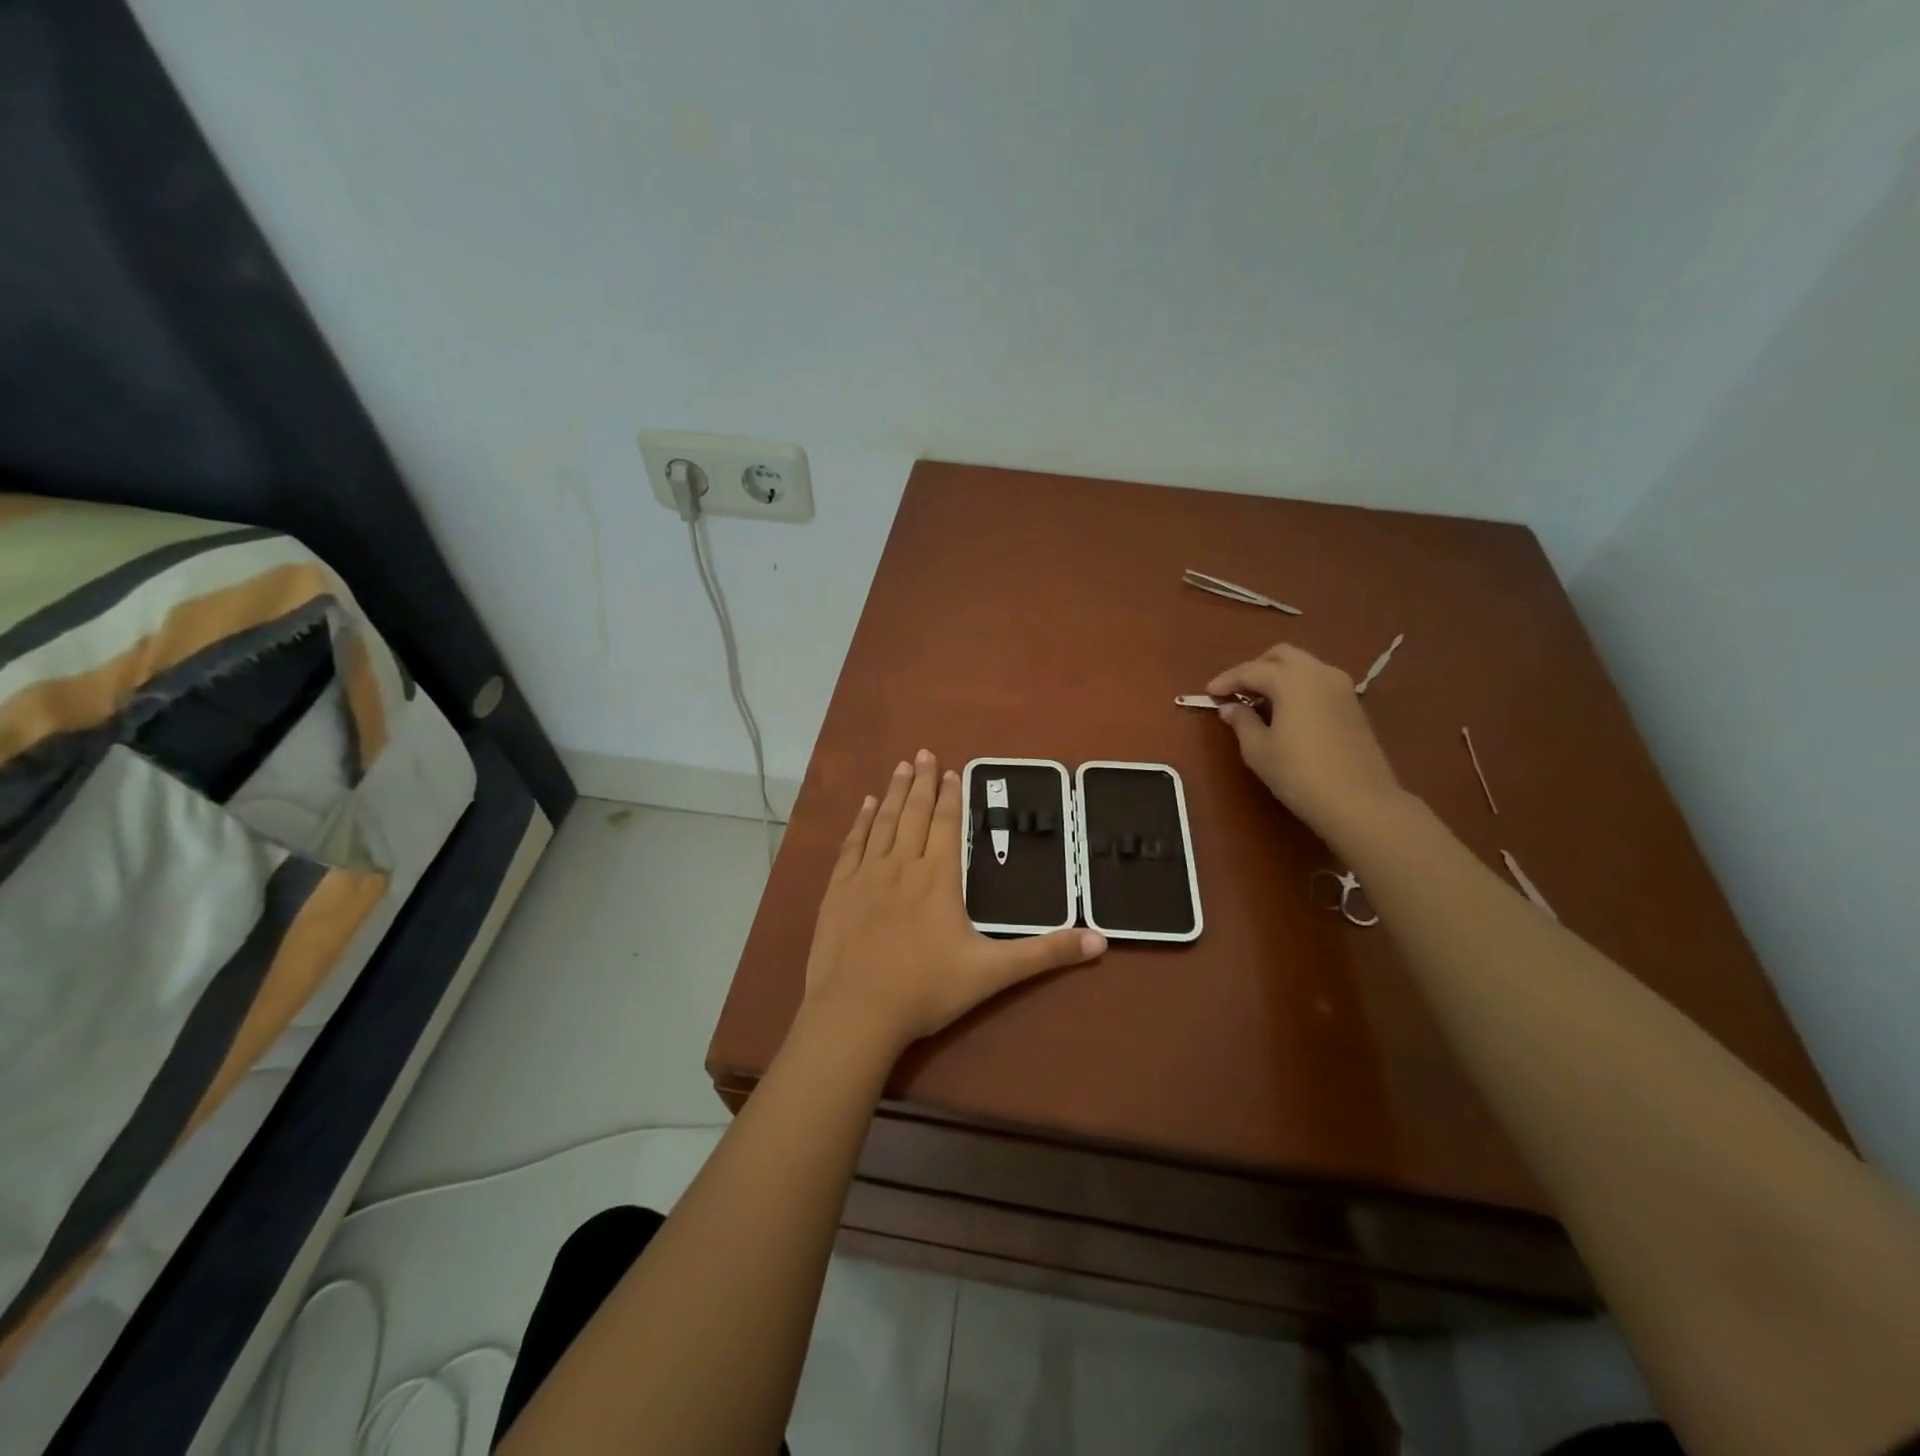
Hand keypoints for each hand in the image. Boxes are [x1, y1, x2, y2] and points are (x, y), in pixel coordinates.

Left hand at [803, 750, 1106, 1055]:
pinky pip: (852, 845)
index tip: (952, 770)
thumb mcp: (993, 972)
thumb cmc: (926, 990)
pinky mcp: (839, 890)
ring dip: (894, 793)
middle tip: (923, 753)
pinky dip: (860, 822)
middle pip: (915, 814)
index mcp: (939, 878)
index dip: (951, 796)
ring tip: (901, 768)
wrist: (856, 1012)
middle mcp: (903, 865)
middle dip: (923, 783)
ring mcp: (866, 876)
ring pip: (883, 822)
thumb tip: (1100, 940)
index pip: (948, 825)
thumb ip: (1045, 953)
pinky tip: (865, 806)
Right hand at [1207, 643, 1406, 841]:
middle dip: (1255, 668)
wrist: (1359, 801)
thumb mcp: (1258, 750)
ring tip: (1259, 701)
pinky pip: (1318, 682)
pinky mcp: (1353, 704)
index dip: (1226, 680)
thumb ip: (1241, 721)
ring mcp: (1341, 687)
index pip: (1251, 670)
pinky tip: (1286, 711)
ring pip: (1303, 666)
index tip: (1208, 693)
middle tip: (1236, 691)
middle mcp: (1319, 673)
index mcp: (1292, 679)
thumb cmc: (1298, 773)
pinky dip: (1297, 687)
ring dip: (1278, 676)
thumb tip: (1230, 707)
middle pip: (1281, 656)